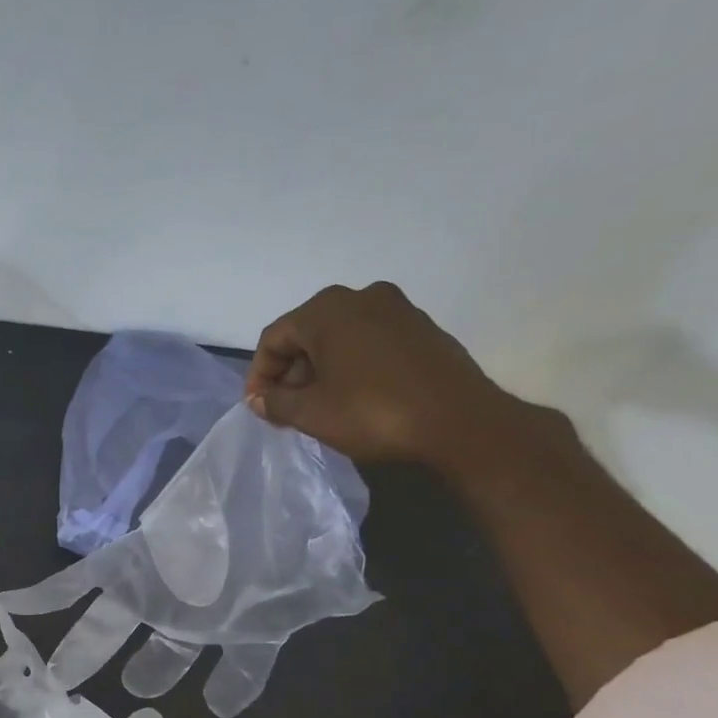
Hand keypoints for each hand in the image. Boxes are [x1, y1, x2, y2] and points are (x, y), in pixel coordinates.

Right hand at [244, 281, 518, 468]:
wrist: (458, 420)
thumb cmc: (373, 413)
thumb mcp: (312, 413)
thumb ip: (276, 402)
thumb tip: (259, 398)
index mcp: (327, 310)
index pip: (274, 338)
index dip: (259, 375)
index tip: (259, 407)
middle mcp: (361, 296)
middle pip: (307, 333)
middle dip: (290, 372)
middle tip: (285, 409)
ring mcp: (396, 308)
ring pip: (339, 336)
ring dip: (319, 369)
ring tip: (317, 406)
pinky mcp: (421, 327)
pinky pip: (369, 340)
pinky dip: (351, 364)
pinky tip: (352, 396)